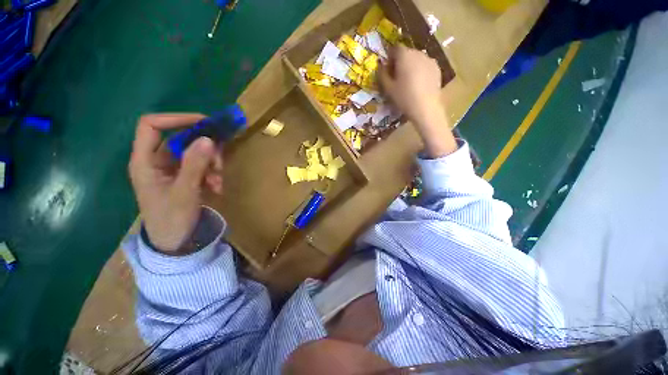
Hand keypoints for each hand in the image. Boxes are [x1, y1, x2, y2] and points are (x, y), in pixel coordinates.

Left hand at [129, 114, 223, 253]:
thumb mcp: (185, 191)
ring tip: (219, 181)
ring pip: (195, 153)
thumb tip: (209, 139)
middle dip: (204, 149)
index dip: (176, 119)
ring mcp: (171, 169)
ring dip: (211, 164)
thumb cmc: (172, 219)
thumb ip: (195, 165)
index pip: (152, 125)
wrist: (175, 242)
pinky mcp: (184, 177)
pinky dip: (212, 173)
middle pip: (181, 139)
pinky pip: (201, 166)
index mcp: (145, 161)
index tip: (204, 123)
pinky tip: (217, 187)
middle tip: (219, 162)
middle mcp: (156, 161)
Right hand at [379, 46, 457, 157]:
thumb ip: (382, 75)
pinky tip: (418, 85)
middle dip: (400, 62)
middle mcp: (418, 53)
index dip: (390, 58)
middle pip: (406, 53)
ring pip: (416, 59)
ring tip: (408, 83)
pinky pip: (425, 66)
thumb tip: (380, 66)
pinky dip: (420, 71)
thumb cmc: (404, 98)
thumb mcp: (388, 88)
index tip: (388, 70)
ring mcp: (430, 60)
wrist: (426, 108)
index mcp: (404, 56)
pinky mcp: (437, 69)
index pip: (395, 49)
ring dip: (410, 67)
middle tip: (397, 78)